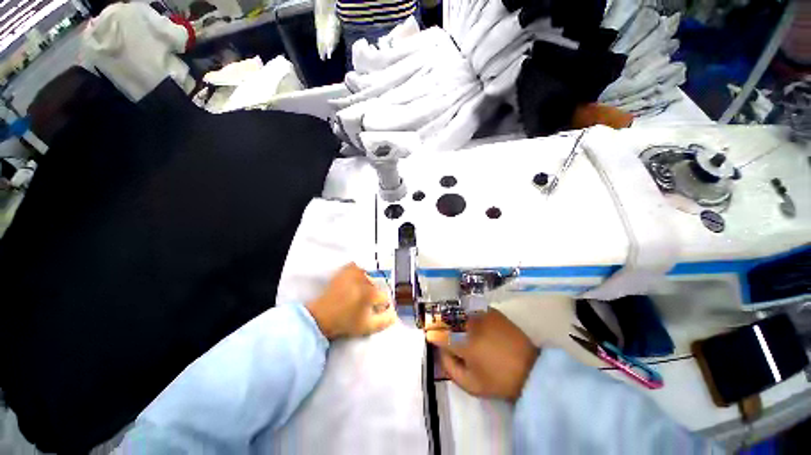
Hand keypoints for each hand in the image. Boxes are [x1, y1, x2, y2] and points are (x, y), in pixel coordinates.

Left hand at [306, 263, 395, 339]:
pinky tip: (357, 281)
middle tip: (366, 304)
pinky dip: (361, 272)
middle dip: (375, 295)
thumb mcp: (367, 327)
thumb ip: (385, 321)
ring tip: (359, 294)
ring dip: (369, 285)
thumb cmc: (345, 323)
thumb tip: (395, 314)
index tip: (375, 311)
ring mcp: (355, 273)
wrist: (321, 317)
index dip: (381, 306)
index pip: (385, 297)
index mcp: (371, 293)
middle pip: (378, 287)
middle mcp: (365, 279)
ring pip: (370, 277)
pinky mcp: (347, 270)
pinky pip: (359, 267)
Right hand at [429, 309, 538, 401]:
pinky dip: (464, 311)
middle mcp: (470, 324)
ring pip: (457, 309)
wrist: (531, 370)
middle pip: (446, 317)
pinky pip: (470, 307)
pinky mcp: (491, 311)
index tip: (429, 336)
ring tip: (449, 321)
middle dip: (438, 321)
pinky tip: (465, 317)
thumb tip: (440, 350)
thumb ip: (449, 367)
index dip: (431, 335)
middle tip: (436, 327)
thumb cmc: (499, 380)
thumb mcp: (471, 384)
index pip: (438, 334)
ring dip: (449, 314)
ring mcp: (481, 314)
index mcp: (464, 343)